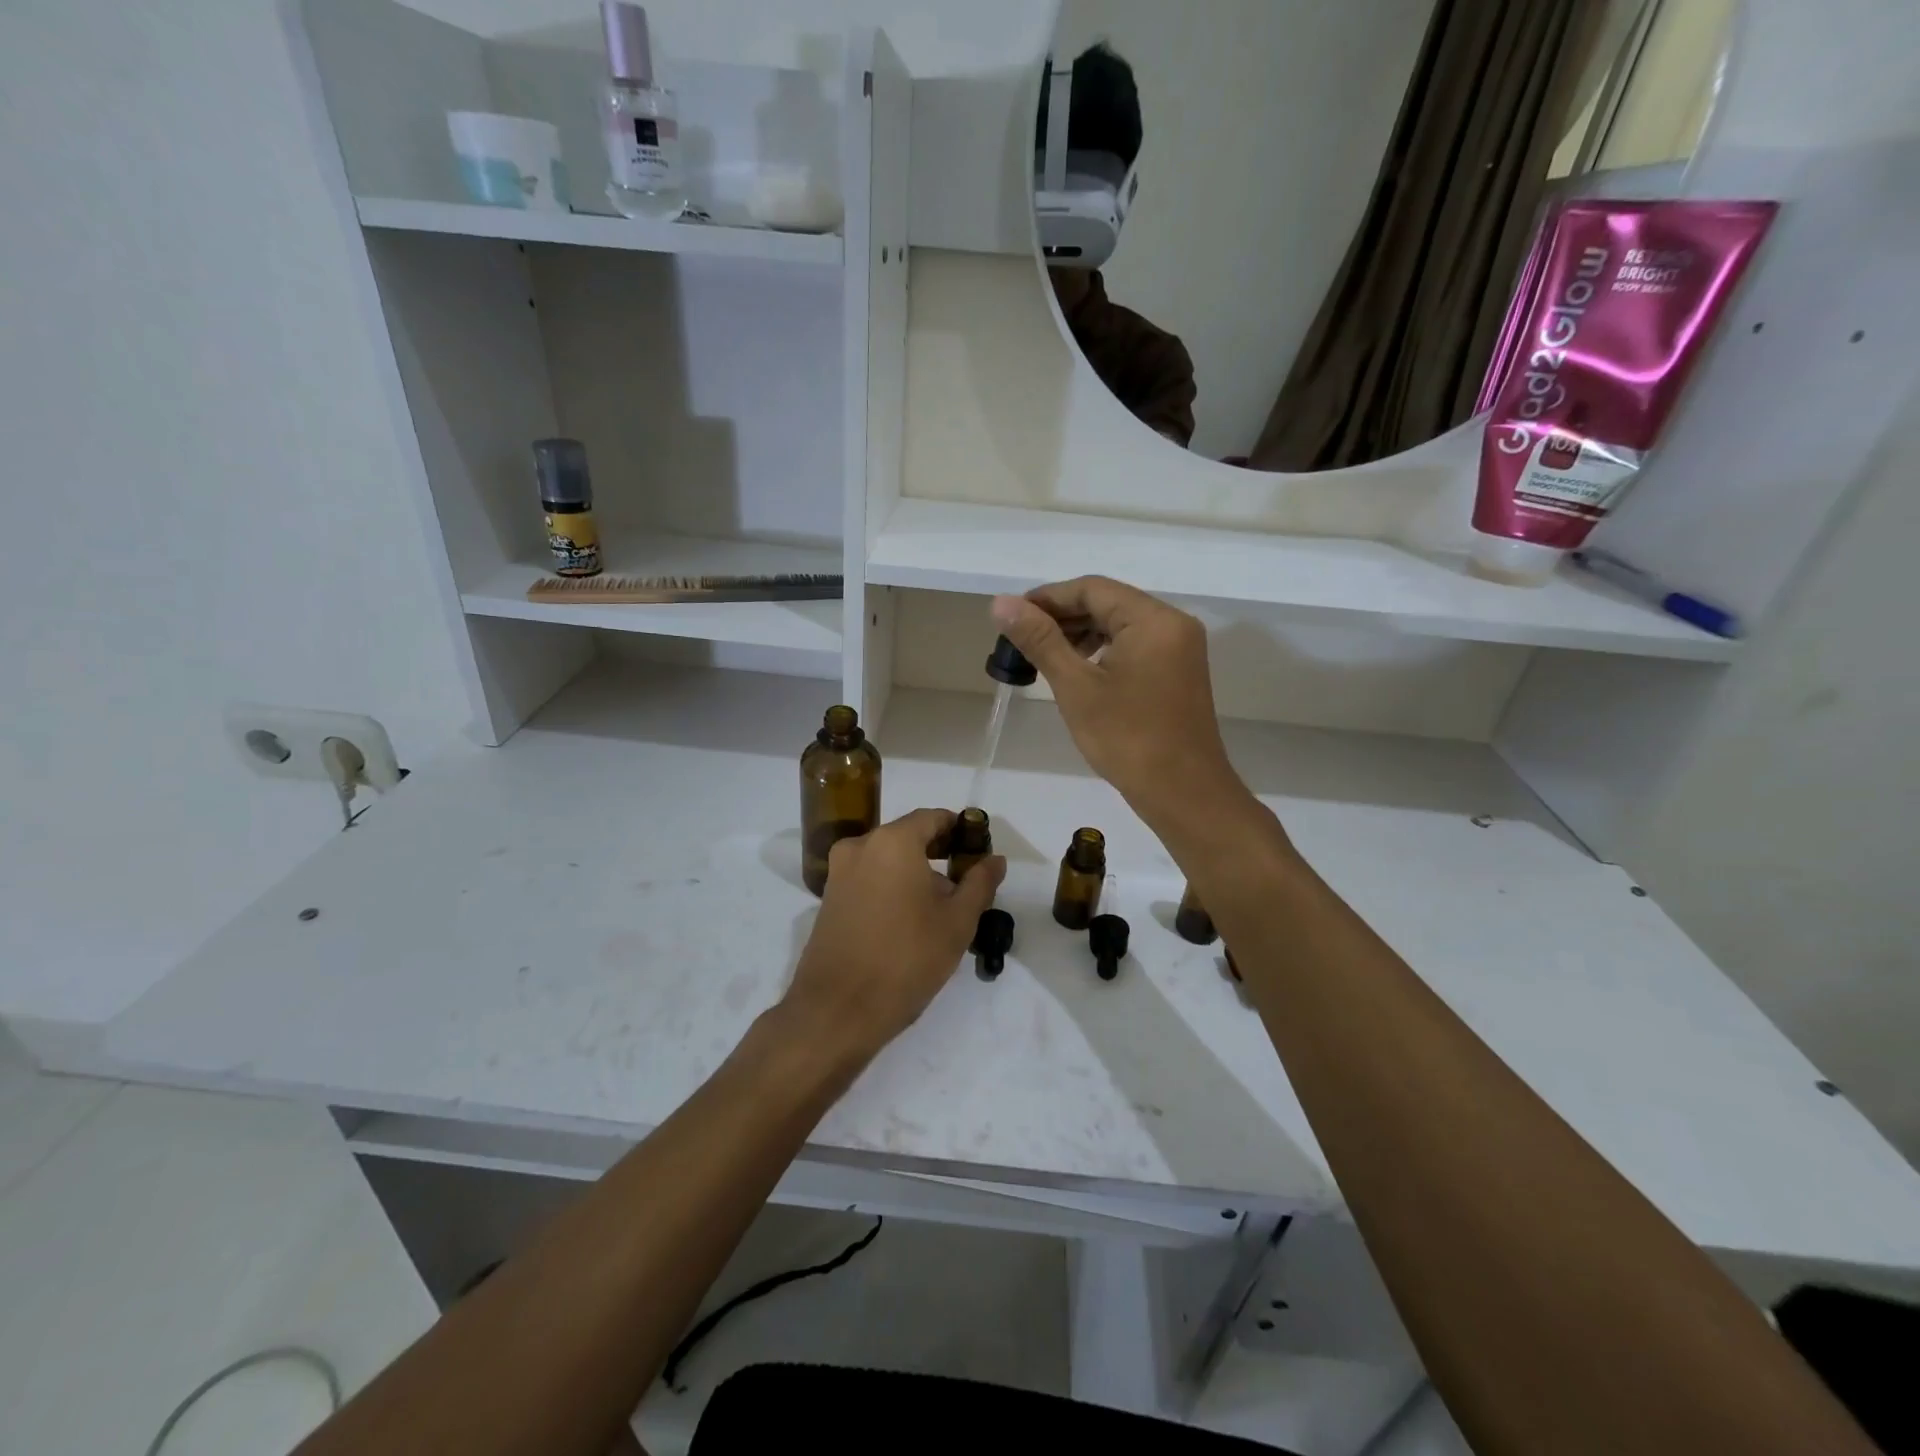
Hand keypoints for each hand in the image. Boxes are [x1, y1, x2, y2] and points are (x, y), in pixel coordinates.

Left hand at [782, 808, 1005, 1061]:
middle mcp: (860, 846)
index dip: (960, 830)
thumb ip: (979, 883)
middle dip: (939, 854)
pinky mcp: (829, 899)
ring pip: (887, 860)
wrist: (837, 1010)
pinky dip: (892, 887)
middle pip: (908, 837)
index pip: (932, 818)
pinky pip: (869, 879)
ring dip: (915, 874)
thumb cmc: (906, 959)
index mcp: (893, 842)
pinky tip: (910, 921)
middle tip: (967, 882)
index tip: (979, 851)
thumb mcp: (957, 922)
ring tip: (942, 909)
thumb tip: (995, 859)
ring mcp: (839, 873)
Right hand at [990, 578, 1251, 837]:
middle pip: (1108, 602)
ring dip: (1081, 634)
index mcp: (1153, 619)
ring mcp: (1180, 647)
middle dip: (1063, 617)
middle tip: (1021, 639)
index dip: (1047, 598)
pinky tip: (1078, 669)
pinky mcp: (1179, 670)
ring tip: (1043, 655)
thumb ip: (1040, 640)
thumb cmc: (1128, 739)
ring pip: (1120, 624)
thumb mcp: (1076, 687)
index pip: (1091, 589)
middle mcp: (1173, 623)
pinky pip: (1135, 644)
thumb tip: (1001, 603)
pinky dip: (1103, 650)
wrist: (1183, 793)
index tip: (1011, 618)